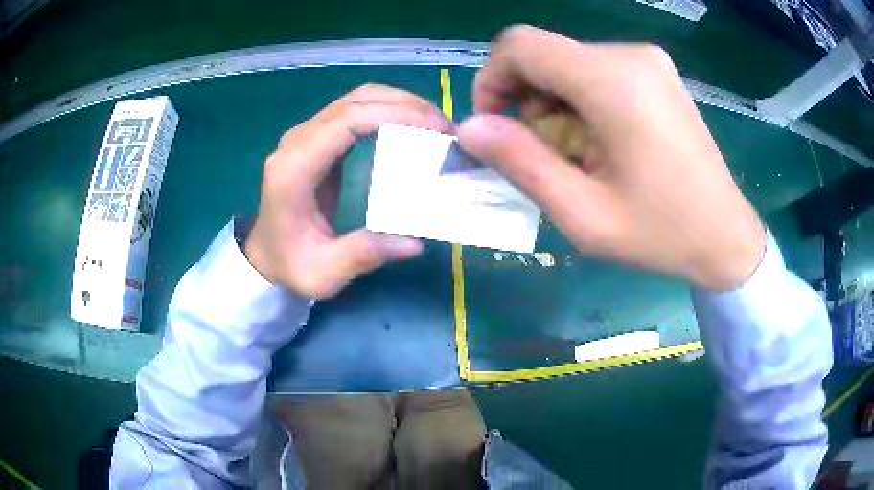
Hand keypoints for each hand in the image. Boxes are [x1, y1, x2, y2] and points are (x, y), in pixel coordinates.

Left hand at [245, 84, 453, 297]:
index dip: (393, 114)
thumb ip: (362, 255)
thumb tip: (414, 243)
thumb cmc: (290, 265)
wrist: (266, 255)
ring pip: (355, 100)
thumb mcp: (323, 273)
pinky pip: (354, 112)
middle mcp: (297, 142)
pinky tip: (411, 126)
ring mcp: (305, 136)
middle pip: (354, 102)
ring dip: (398, 104)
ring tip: (434, 124)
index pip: (346, 121)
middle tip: (445, 127)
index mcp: (295, 169)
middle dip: (405, 105)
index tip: (435, 129)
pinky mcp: (316, 139)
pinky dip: (386, 111)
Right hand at [458, 25, 765, 290]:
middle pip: (545, 55)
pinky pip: (596, 71)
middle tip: (547, 156)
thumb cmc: (660, 233)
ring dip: (555, 106)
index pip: (521, 45)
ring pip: (568, 64)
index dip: (492, 80)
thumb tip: (470, 128)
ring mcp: (648, 60)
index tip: (498, 128)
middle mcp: (630, 55)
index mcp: (613, 81)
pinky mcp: (656, 71)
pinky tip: (603, 142)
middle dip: (527, 101)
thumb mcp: (583, 214)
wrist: (724, 235)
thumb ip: (521, 164)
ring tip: (580, 156)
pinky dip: (582, 101)